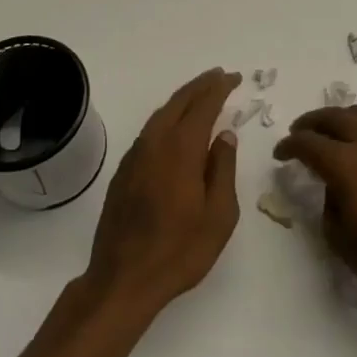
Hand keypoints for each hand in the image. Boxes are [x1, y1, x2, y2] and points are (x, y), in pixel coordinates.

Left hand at [83, 69, 241, 319]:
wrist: (122, 279)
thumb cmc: (179, 251)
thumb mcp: (219, 215)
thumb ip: (223, 169)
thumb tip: (224, 136)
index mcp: (181, 149)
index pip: (203, 106)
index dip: (219, 88)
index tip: (234, 78)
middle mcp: (155, 143)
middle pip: (178, 102)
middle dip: (200, 86)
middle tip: (219, 76)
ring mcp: (134, 157)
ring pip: (160, 115)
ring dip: (182, 100)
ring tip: (200, 95)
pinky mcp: (123, 172)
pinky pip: (149, 132)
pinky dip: (167, 119)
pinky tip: (175, 128)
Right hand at [273, 108, 356, 311]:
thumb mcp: (342, 241)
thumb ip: (330, 206)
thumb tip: (335, 188)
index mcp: (346, 165)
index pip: (308, 143)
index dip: (289, 146)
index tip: (281, 154)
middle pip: (334, 117)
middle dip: (311, 122)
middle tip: (299, 132)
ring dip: (339, 120)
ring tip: (331, 135)